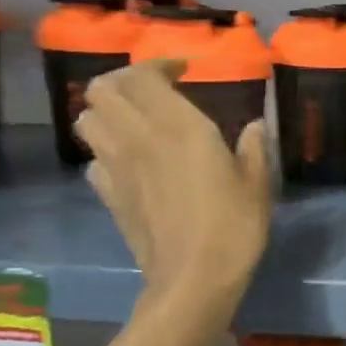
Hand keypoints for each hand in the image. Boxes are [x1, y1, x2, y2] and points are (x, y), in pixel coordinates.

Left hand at [76, 60, 272, 299]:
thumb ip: (254, 148)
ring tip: (137, 121)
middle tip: (153, 91)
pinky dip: (106, 151)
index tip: (184, 71)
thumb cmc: (234, 227)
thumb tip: (254, 127)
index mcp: (179, 127)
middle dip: (124, 82)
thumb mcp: (257, 184)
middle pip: (101, 89)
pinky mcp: (108, 196)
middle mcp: (139, 138)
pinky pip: (93, 159)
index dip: (158, 65)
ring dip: (108, 112)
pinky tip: (132, 163)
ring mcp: (117, 168)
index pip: (142, 76)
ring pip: (88, 120)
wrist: (193, 280)